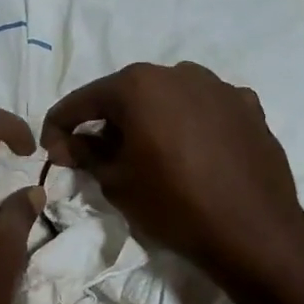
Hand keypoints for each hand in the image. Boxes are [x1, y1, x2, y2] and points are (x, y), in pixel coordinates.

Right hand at [40, 62, 303, 286]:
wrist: (252, 230)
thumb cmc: (172, 204)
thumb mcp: (115, 182)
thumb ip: (85, 154)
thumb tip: (67, 143)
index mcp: (137, 85)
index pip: (80, 102)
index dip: (58, 127)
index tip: (51, 152)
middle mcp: (177, 73)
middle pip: (126, 95)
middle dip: (106, 122)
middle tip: (96, 156)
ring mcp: (218, 86)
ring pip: (167, 98)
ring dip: (149, 120)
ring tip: (147, 155)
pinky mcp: (248, 106)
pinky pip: (203, 109)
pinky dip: (187, 125)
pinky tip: (189, 153)